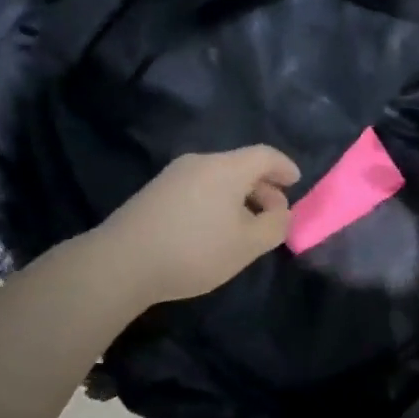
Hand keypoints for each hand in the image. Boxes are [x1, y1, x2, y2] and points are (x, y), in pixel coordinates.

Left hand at [92, 147, 300, 307]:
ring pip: (218, 177)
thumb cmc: (194, 250)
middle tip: (274, 212)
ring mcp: (173, 175)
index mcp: (226, 167)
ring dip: (238, 196)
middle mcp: (200, 162)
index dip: (284, 167)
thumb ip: (274, 225)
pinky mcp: (155, 192)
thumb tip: (281, 212)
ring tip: (245, 224)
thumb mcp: (247, 245)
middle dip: (263, 186)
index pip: (264, 155)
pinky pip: (198, 187)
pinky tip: (213, 228)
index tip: (296, 182)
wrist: (122, 261)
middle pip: (240, 165)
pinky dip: (216, 200)